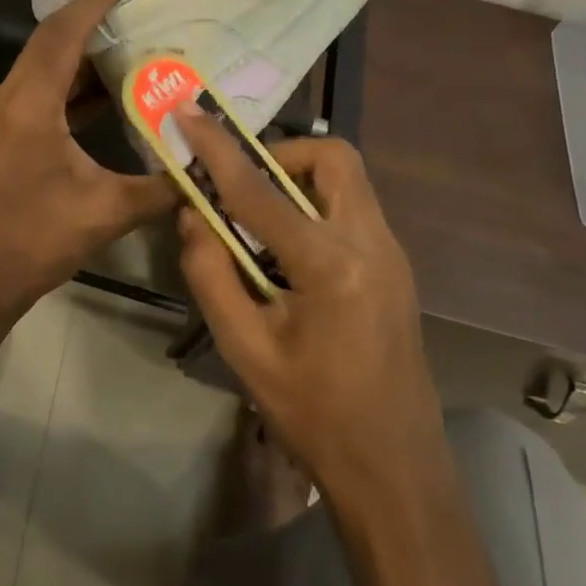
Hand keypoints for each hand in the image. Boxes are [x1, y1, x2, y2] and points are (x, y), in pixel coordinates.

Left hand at [0, 0, 177, 319]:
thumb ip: (161, 188)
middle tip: (133, 4)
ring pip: (44, 67)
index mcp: (30, 105)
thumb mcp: (106, 211)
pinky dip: (73, 83)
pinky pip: (42, 91)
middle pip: (49, 42)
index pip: (63, 35)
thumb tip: (208, 173)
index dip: (94, 3)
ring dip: (81, 52)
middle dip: (89, 18)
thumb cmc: (35, 239)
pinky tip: (107, 91)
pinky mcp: (7, 134)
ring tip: (128, 41)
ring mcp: (4, 116)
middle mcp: (11, 99)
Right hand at [172, 111, 440, 493]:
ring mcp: (392, 254)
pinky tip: (288, 254)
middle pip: (333, 159)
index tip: (189, 114)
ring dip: (298, 181)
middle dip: (281, 155)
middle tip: (241, 186)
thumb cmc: (314, 415)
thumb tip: (193, 216)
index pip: (260, 190)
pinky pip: (352, 210)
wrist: (396, 471)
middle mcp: (372, 243)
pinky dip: (314, 208)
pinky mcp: (396, 268)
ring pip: (347, 181)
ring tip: (258, 222)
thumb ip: (210, 273)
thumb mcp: (245, 349)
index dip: (217, 149)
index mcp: (331, 264)